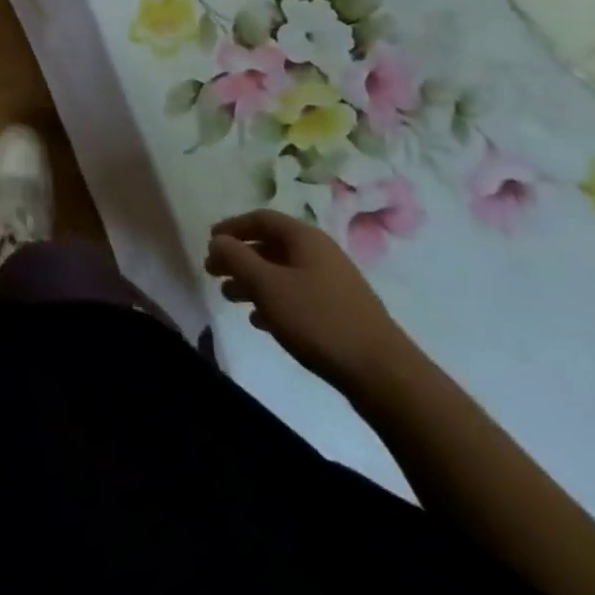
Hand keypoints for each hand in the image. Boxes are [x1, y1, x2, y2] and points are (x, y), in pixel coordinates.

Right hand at [204, 208, 416, 393]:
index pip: (261, 219)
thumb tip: (217, 240)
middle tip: (213, 273)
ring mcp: (333, 284)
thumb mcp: (268, 286)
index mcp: (305, 238)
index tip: (209, 242)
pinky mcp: (341, 313)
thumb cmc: (319, 320)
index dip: (232, 227)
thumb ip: (237, 258)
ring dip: (253, 281)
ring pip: (283, 273)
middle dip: (239, 258)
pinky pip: (298, 296)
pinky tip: (260, 322)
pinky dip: (274, 302)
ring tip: (230, 298)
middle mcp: (320, 254)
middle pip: (271, 246)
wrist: (384, 375)